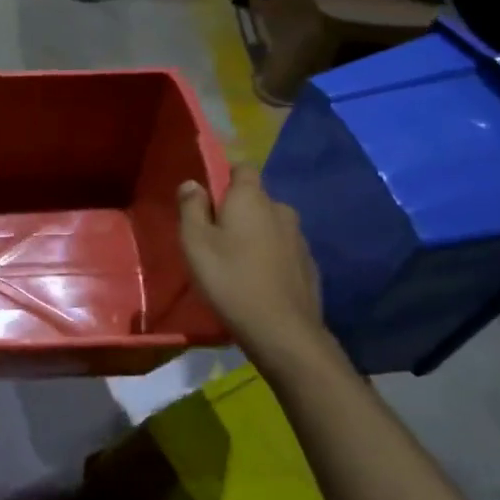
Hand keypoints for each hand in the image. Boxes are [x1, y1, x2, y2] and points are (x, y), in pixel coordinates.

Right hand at [178, 165, 325, 352]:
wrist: (282, 331)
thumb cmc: (229, 280)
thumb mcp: (195, 243)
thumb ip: (191, 208)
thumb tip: (192, 183)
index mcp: (252, 199)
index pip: (242, 168)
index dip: (225, 179)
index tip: (208, 202)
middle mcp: (281, 210)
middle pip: (256, 200)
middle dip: (238, 212)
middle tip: (216, 240)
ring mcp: (299, 238)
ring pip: (271, 226)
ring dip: (255, 236)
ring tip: (237, 264)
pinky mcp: (309, 265)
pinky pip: (283, 250)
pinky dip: (270, 258)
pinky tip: (258, 282)